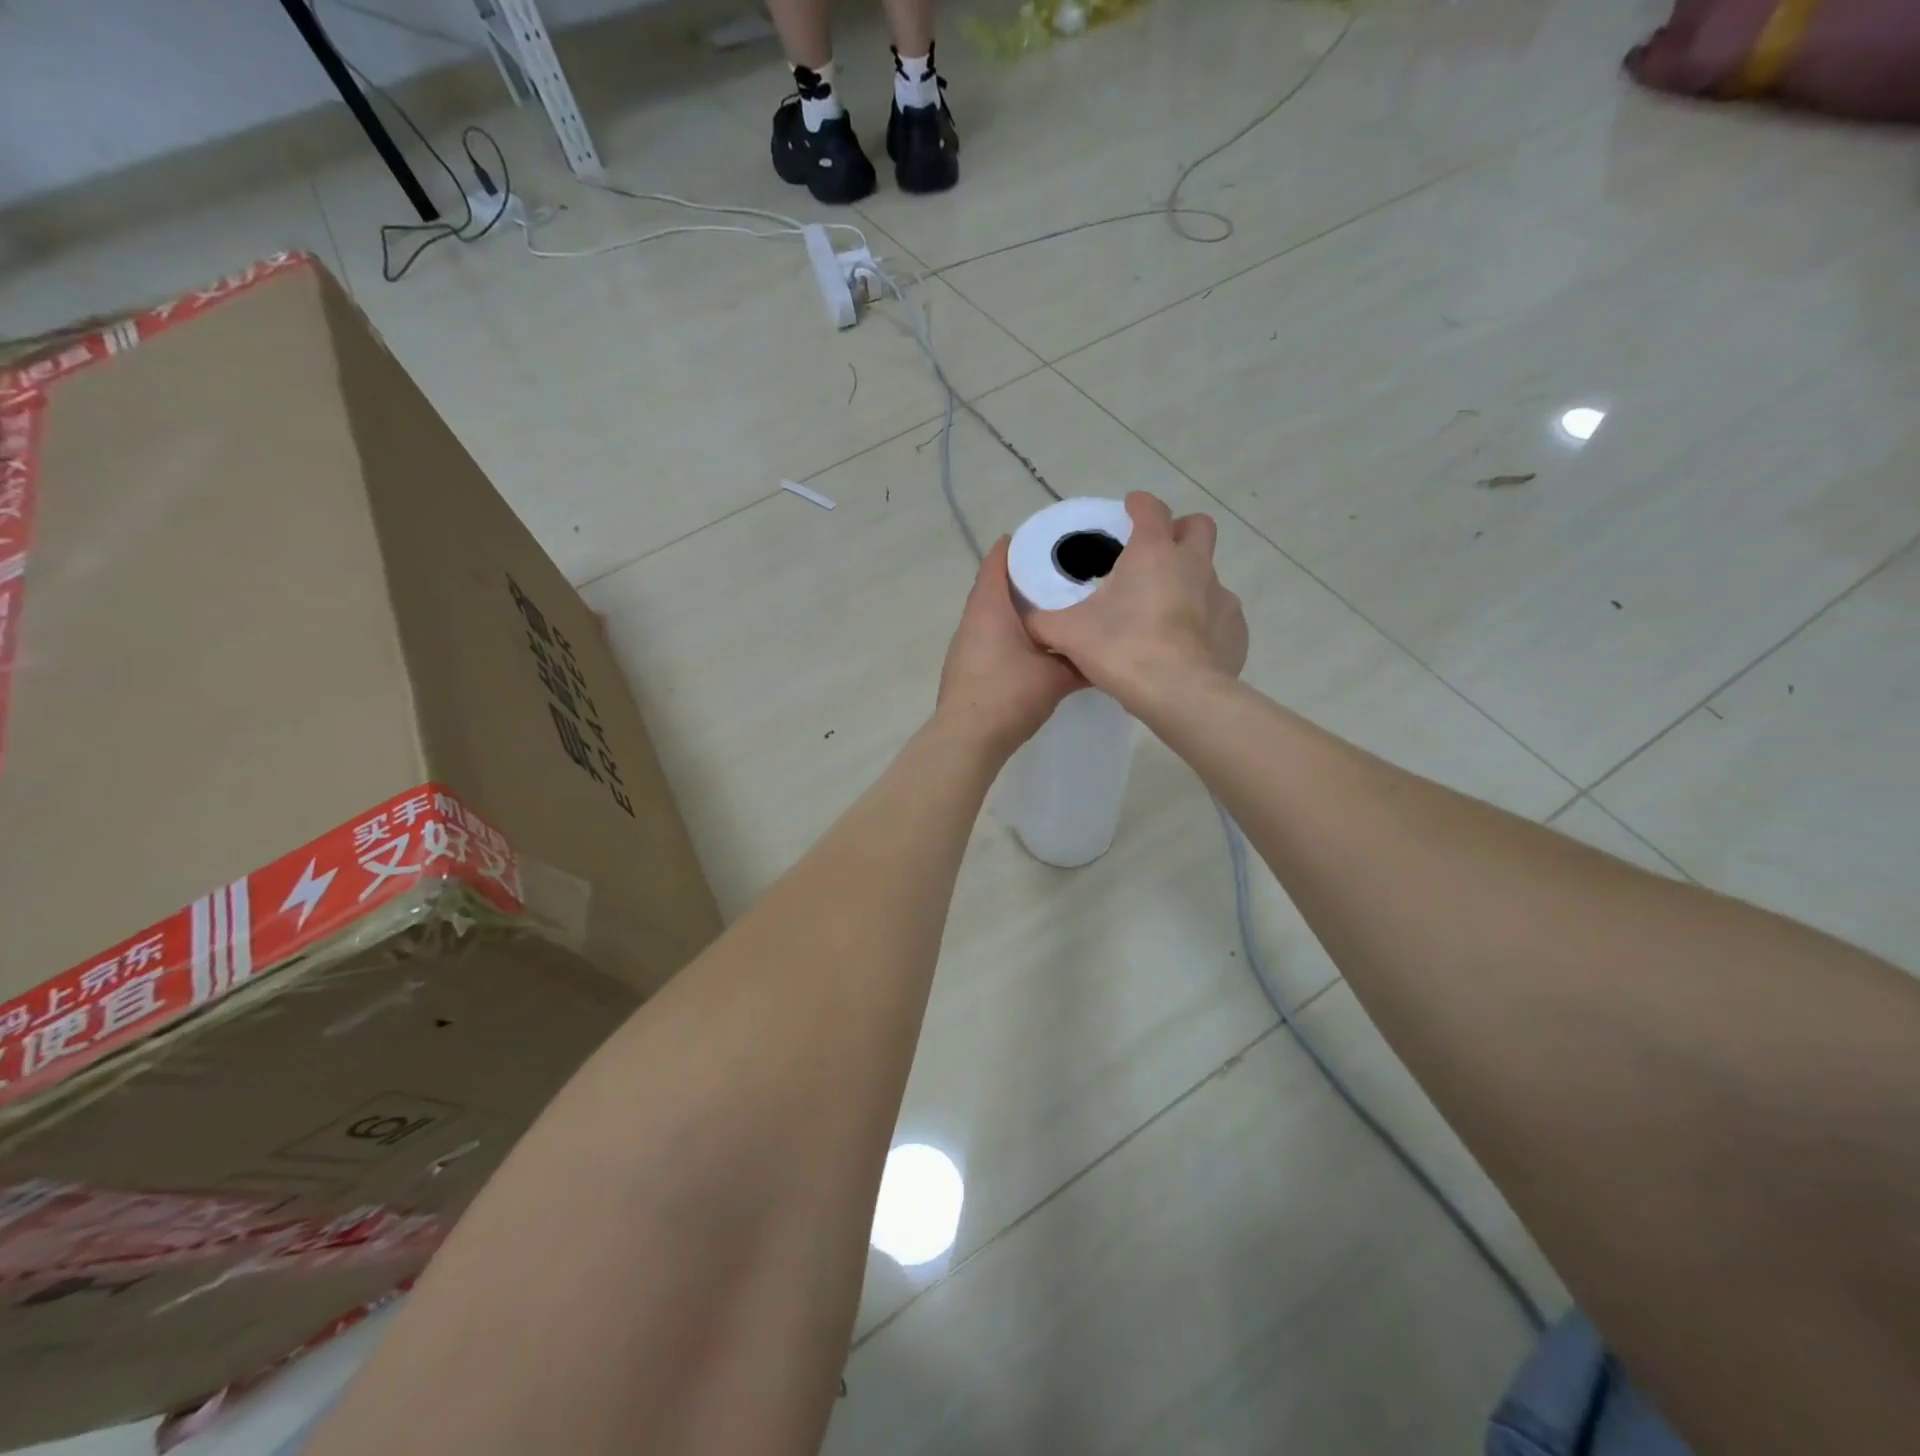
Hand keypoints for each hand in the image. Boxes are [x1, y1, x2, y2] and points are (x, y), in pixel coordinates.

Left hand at [937, 537, 1083, 754]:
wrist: (967, 738)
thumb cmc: (1009, 695)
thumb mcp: (1056, 677)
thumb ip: (1082, 662)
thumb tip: (1108, 655)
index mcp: (990, 607)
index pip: (998, 561)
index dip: (1019, 546)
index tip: (1047, 540)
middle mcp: (972, 620)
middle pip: (995, 586)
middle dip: (1024, 578)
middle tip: (1060, 573)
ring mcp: (964, 645)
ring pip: (992, 615)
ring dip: (1016, 609)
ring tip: (1052, 607)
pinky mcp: (965, 667)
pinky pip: (989, 637)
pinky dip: (1008, 632)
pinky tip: (1033, 644)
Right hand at [1024, 492, 1246, 705]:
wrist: (1179, 694)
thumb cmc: (1122, 650)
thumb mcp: (1068, 634)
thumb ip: (1042, 621)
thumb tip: (1024, 617)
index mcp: (1152, 553)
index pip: (1151, 509)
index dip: (1139, 505)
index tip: (1129, 510)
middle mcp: (1193, 565)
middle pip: (1198, 527)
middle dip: (1180, 531)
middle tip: (1157, 553)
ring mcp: (1221, 597)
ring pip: (1209, 574)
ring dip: (1190, 581)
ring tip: (1166, 612)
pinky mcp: (1236, 629)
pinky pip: (1221, 615)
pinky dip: (1205, 622)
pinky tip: (1187, 646)